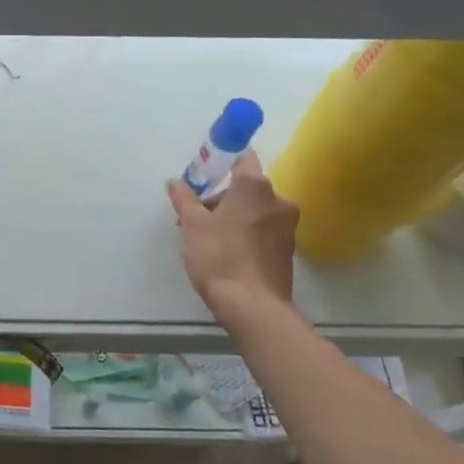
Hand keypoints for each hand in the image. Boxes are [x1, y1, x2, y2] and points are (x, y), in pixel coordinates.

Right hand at [167, 151, 298, 321]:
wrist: (253, 306)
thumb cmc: (220, 256)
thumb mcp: (192, 225)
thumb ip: (184, 199)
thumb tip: (175, 182)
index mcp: (255, 186)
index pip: (241, 157)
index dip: (220, 162)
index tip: (202, 175)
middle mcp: (277, 199)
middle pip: (245, 187)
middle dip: (219, 197)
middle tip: (194, 217)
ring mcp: (286, 225)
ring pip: (253, 209)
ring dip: (231, 216)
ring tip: (205, 239)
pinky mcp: (287, 249)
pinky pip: (262, 229)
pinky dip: (244, 232)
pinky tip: (225, 252)